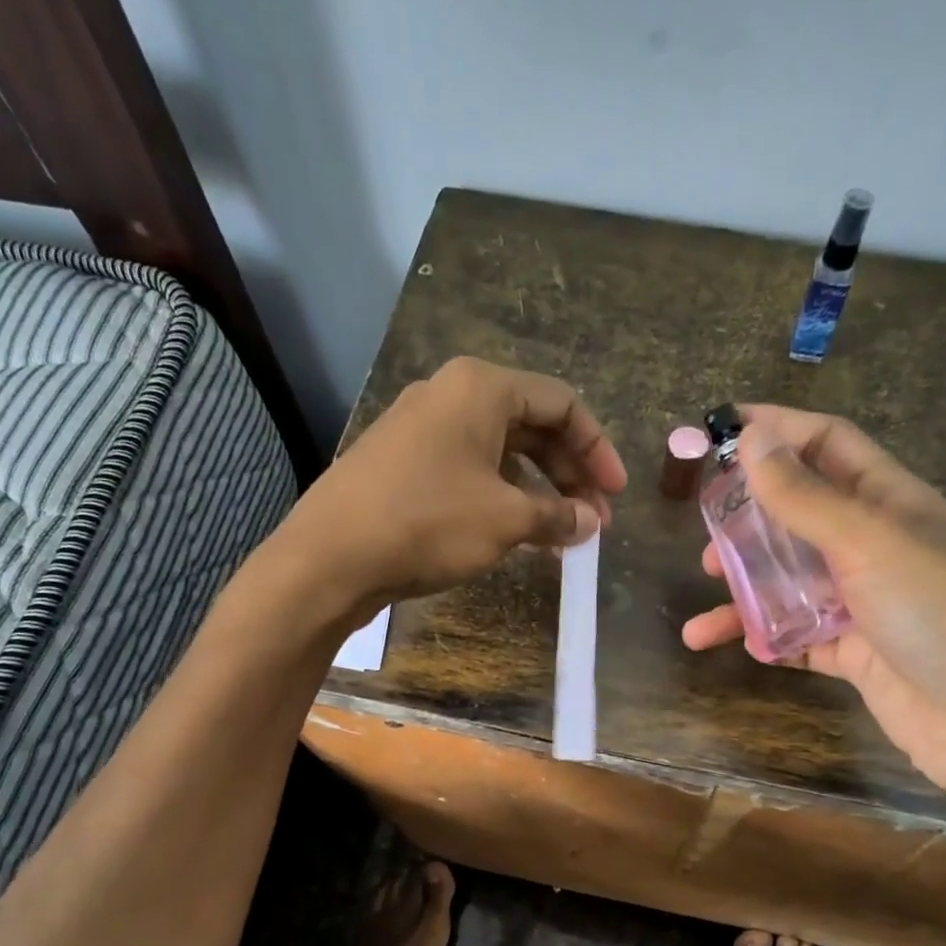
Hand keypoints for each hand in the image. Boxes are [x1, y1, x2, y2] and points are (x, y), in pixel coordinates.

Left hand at [282, 357, 626, 620]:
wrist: (329, 557)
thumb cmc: (428, 522)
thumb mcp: (506, 521)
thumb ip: (557, 516)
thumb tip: (590, 523)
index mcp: (481, 388)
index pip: (562, 404)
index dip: (598, 450)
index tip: (616, 495)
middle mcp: (451, 395)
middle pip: (532, 425)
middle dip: (570, 473)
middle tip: (593, 520)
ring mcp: (422, 429)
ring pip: (501, 452)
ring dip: (538, 490)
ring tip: (560, 534)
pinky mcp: (403, 463)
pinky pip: (470, 470)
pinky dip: (502, 497)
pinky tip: (516, 533)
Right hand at [681, 406, 945, 834]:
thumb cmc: (941, 613)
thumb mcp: (869, 543)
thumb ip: (805, 496)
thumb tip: (752, 437)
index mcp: (889, 499)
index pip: (826, 444)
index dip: (775, 431)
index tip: (716, 429)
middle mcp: (874, 543)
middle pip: (799, 511)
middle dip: (750, 515)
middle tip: (706, 529)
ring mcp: (863, 600)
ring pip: (790, 577)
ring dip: (746, 581)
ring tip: (707, 586)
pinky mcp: (852, 651)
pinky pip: (796, 634)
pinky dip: (767, 636)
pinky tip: (743, 644)